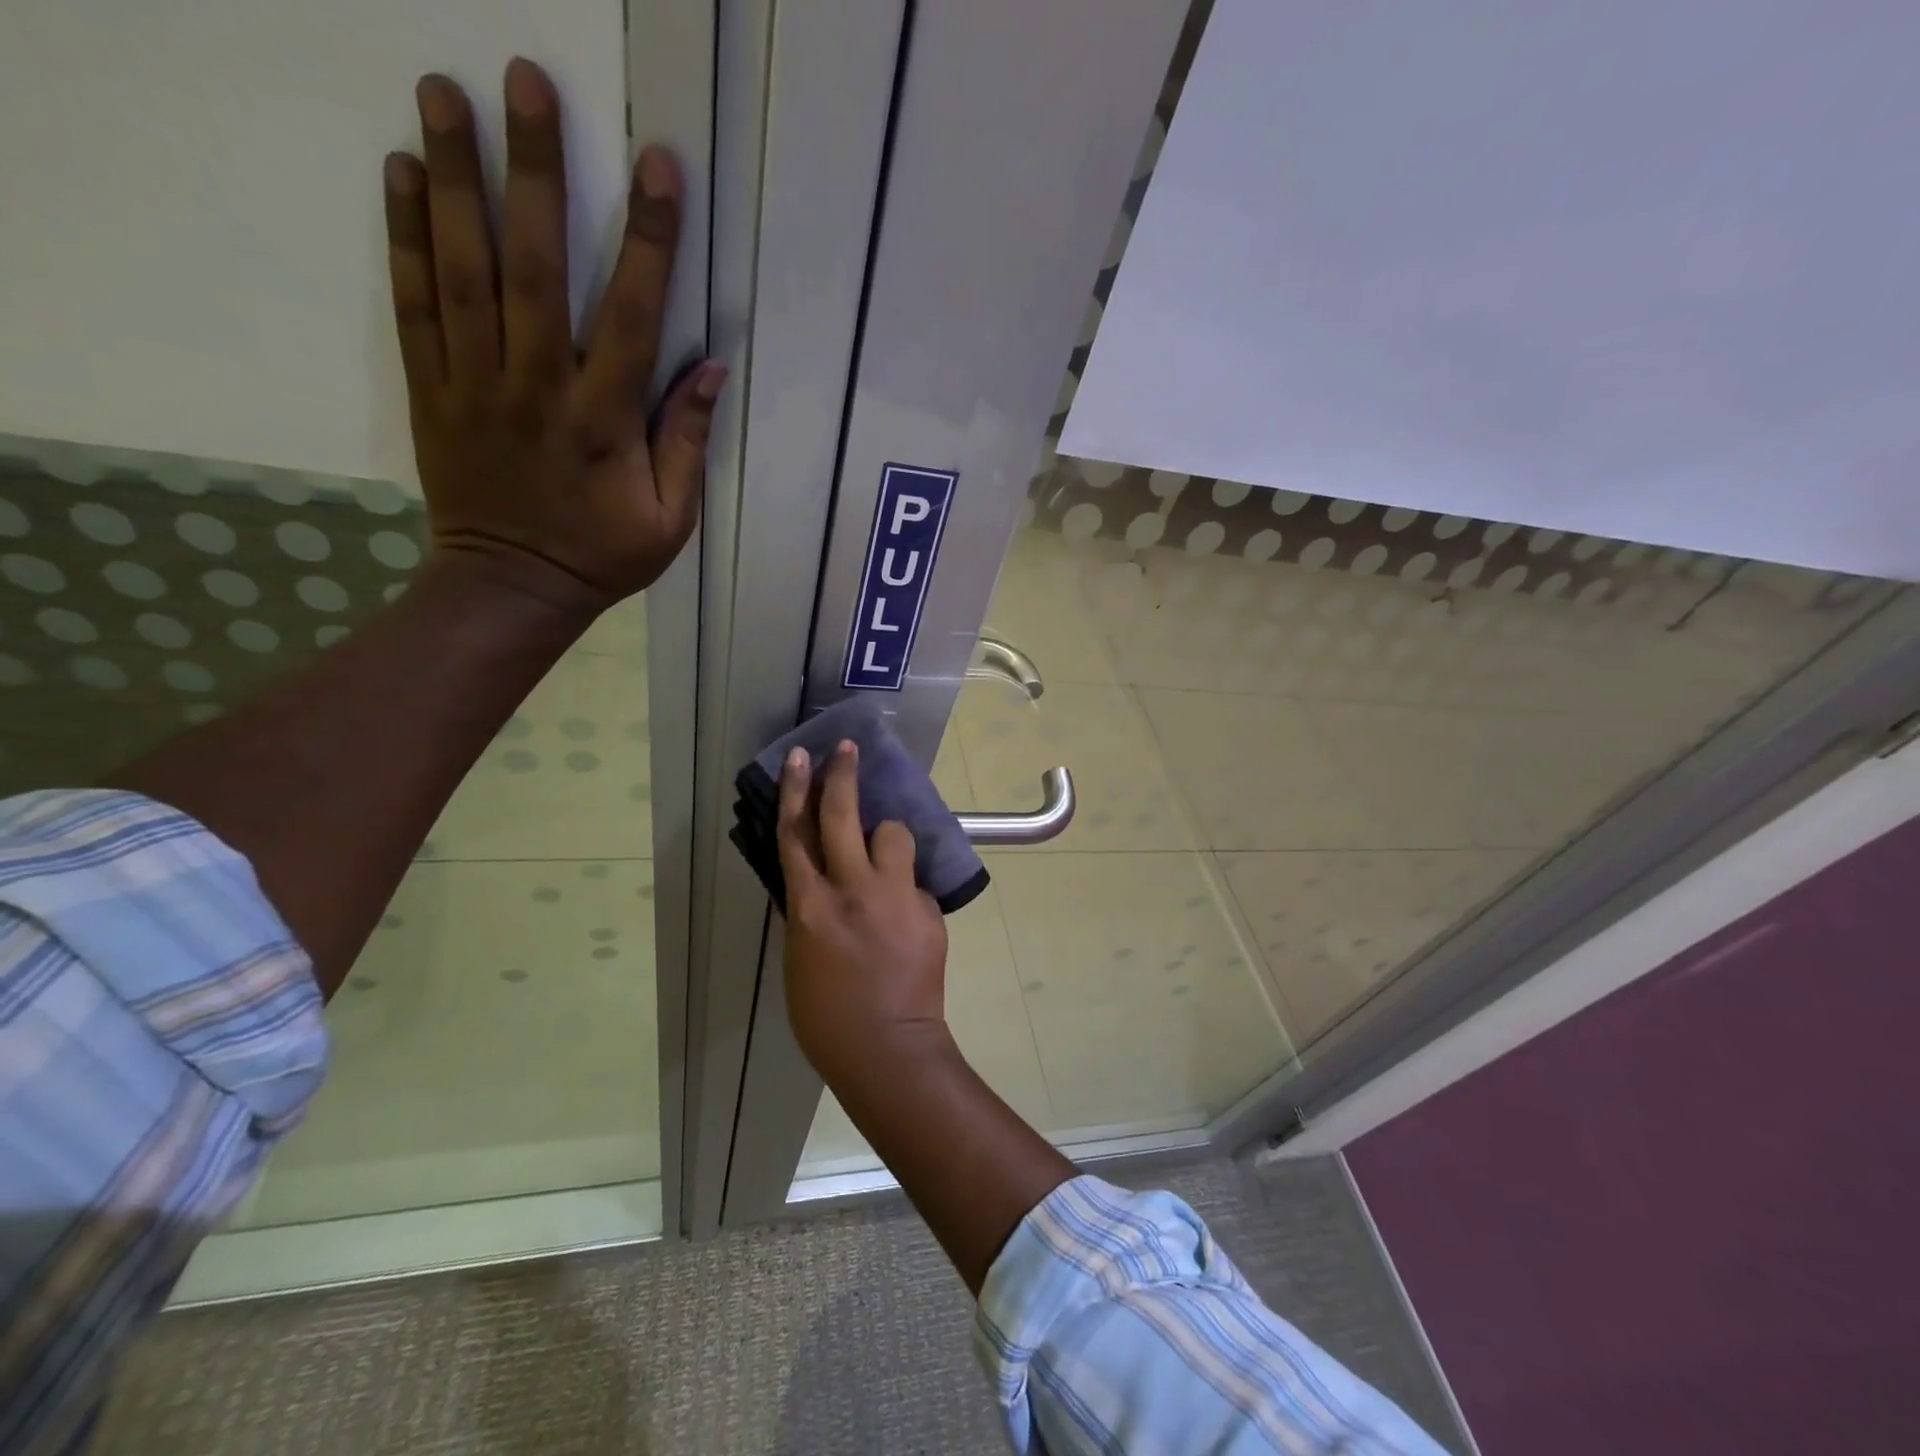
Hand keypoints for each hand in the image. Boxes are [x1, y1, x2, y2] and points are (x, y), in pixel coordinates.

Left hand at [383, 59, 722, 618]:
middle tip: (524, 80)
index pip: (632, 317)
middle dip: (535, 173)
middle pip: (534, 268)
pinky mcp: (431, 390)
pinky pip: (414, 306)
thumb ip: (686, 441)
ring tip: (443, 93)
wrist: (512, 587)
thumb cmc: (603, 555)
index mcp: (604, 421)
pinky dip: (404, 238)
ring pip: (463, 271)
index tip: (658, 167)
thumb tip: (712, 368)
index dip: (648, 241)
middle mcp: (537, 388)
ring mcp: (475, 384)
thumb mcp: (669, 517)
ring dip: (453, 179)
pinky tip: (401, 174)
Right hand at [776, 741, 951, 1086]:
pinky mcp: (928, 911)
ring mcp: (896, 897)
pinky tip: (904, 921)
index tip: (800, 756)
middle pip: (844, 815)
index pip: (796, 833)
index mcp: (811, 905)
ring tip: (884, 861)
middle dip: (842, 774)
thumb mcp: (799, 956)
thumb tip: (817, 877)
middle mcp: (854, 889)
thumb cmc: (826, 1015)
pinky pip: (915, 883)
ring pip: (893, 835)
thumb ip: (809, 908)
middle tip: (845, 747)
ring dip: (886, 839)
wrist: (887, 1048)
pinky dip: (907, 891)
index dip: (796, 789)